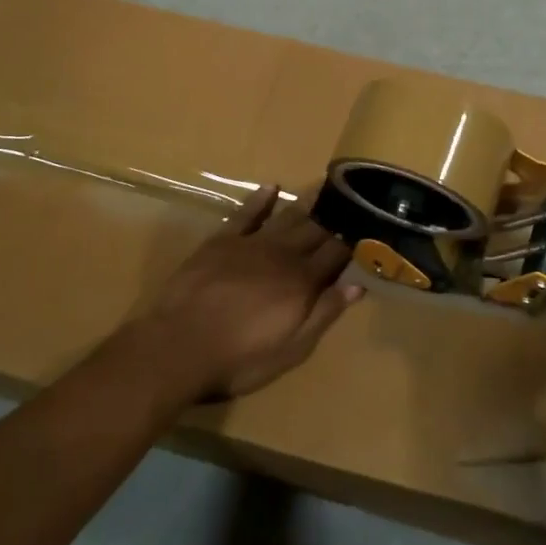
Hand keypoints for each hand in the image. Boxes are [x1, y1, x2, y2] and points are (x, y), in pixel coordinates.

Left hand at [149, 185, 360, 399]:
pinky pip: (246, 213)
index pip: (335, 254)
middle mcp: (282, 254)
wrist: (178, 347)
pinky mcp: (222, 241)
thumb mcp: (291, 350)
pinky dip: (260, 199)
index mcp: (302, 282)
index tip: (367, 224)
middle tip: (351, 197)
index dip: (352, 240)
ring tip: (323, 186)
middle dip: (334, 215)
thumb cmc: (239, 359)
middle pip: (315, 230)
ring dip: (306, 201)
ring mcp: (251, 244)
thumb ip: (324, 314)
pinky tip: (271, 187)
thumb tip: (357, 285)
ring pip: (286, 216)